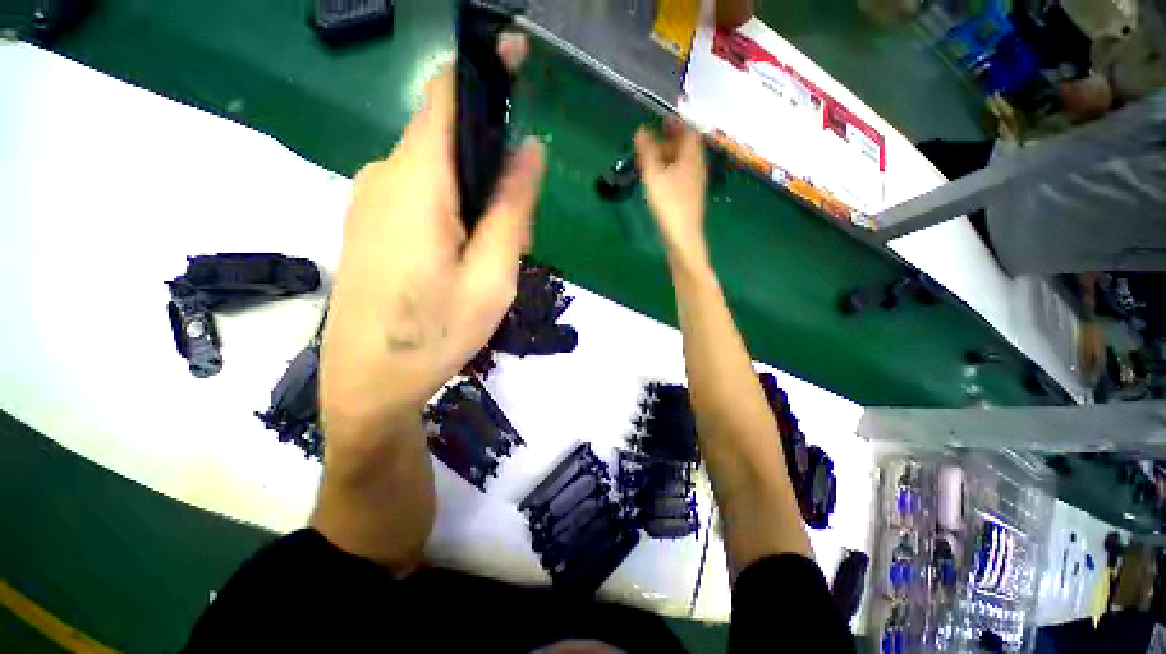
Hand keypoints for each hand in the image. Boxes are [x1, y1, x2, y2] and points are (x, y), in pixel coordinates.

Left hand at [321, 35, 545, 439]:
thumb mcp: (492, 276)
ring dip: (476, 203)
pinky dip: (454, 215)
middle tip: (513, 239)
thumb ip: (511, 209)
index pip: (446, 95)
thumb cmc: (435, 334)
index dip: (484, 70)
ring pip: (439, 175)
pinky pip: (421, 197)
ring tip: (488, 261)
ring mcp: (371, 200)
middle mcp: (385, 176)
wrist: (369, 382)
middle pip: (449, 143)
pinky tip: (462, 263)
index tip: (518, 60)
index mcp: (417, 183)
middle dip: (492, 175)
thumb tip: (530, 150)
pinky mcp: (370, 223)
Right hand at [635, 117, 708, 270]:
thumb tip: (641, 129)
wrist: (682, 236)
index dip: (675, 124)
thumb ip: (647, 151)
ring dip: (668, 157)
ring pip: (683, 162)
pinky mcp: (689, 196)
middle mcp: (697, 166)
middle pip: (686, 147)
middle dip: (669, 141)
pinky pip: (680, 175)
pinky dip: (669, 170)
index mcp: (692, 156)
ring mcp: (695, 183)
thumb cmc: (669, 203)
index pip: (688, 131)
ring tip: (649, 161)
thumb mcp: (654, 175)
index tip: (660, 121)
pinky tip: (657, 179)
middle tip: (650, 143)